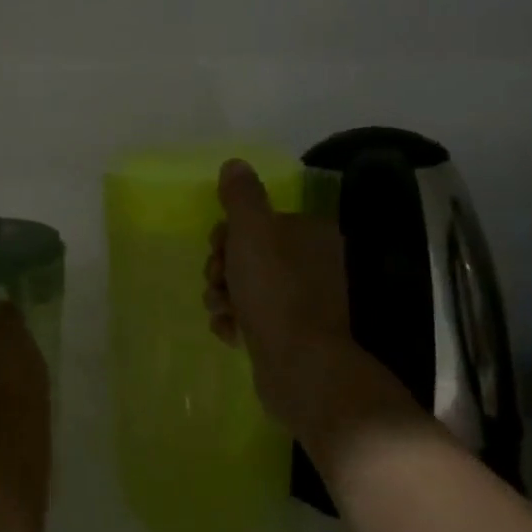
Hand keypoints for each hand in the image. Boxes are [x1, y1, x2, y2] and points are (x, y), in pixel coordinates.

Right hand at [204, 159, 418, 448]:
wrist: (300, 366)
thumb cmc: (276, 289)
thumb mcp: (252, 230)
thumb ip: (241, 195)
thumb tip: (236, 164)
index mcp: (311, 234)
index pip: (260, 220)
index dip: (230, 231)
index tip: (218, 246)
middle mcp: (313, 264)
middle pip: (249, 253)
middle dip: (223, 267)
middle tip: (218, 280)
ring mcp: (303, 302)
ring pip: (246, 287)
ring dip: (223, 295)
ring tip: (222, 310)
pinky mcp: (291, 335)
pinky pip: (252, 318)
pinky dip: (235, 322)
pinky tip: (230, 332)